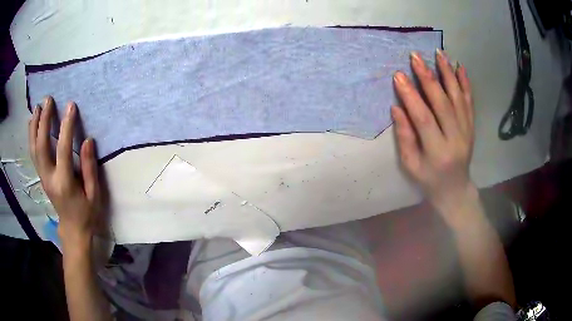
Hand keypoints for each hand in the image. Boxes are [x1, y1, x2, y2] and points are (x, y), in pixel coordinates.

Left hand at [28, 96, 100, 246]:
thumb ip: (89, 168)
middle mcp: (49, 178)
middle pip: (41, 146)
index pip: (63, 150)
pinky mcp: (41, 176)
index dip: (66, 127)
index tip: (71, 106)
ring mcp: (43, 177)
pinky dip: (31, 137)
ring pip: (34, 149)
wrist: (73, 230)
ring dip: (34, 126)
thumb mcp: (94, 194)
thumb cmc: (86, 213)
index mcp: (64, 183)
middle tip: (48, 100)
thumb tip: (87, 140)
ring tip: (37, 107)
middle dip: (43, 121)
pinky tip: (32, 123)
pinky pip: (33, 154)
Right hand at [392, 50, 474, 221]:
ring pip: (458, 98)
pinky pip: (470, 103)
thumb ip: (405, 137)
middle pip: (442, 103)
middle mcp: (456, 139)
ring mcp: (467, 132)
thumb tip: (397, 108)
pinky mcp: (472, 127)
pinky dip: (465, 84)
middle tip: (415, 56)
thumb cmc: (429, 180)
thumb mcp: (411, 165)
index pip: (424, 118)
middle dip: (428, 78)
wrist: (455, 189)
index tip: (398, 76)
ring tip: (438, 53)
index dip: (411, 96)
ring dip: (448, 74)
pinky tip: (460, 68)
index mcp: (437, 152)